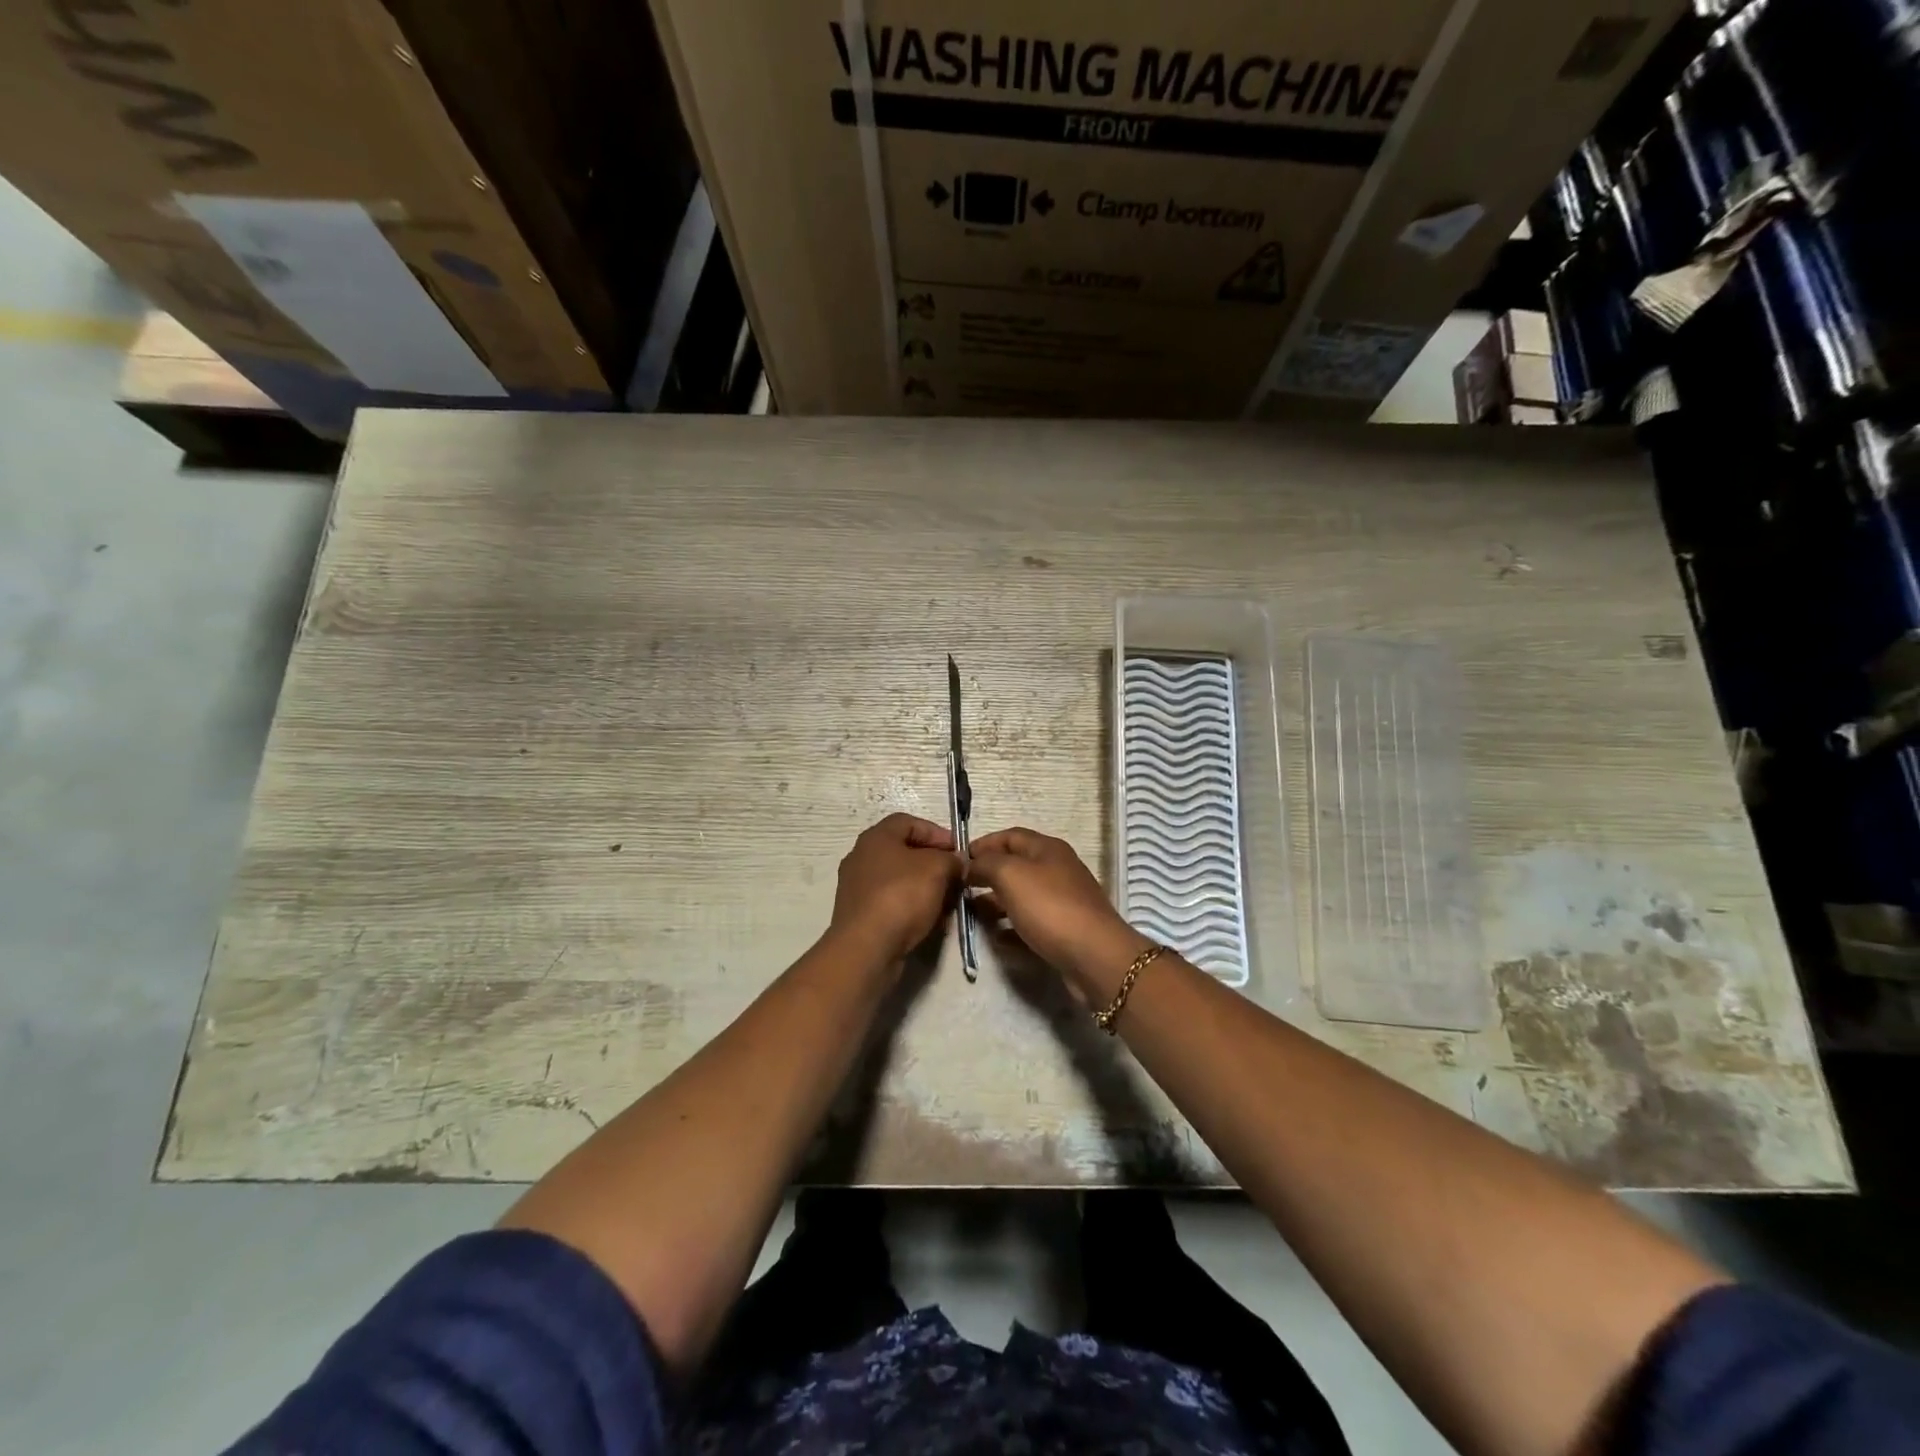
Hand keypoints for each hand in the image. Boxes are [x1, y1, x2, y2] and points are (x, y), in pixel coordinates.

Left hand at [828, 814, 962, 963]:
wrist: (867, 948)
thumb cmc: (902, 896)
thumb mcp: (938, 869)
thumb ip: (951, 859)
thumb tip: (956, 862)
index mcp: (876, 837)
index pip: (909, 822)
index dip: (937, 833)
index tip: (958, 851)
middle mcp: (861, 857)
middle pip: (904, 852)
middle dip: (934, 863)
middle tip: (955, 877)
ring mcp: (857, 887)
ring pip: (900, 879)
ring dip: (926, 888)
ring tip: (947, 902)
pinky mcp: (860, 914)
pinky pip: (892, 902)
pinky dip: (912, 907)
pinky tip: (930, 921)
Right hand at [965, 828, 1151, 996]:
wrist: (1094, 956)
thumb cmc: (1050, 907)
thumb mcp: (1010, 875)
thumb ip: (985, 864)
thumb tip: (970, 865)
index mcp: (1047, 849)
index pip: (1010, 836)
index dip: (983, 844)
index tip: (958, 859)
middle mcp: (1057, 870)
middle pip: (1016, 865)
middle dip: (987, 874)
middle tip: (960, 888)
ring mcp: (1062, 901)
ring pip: (1021, 895)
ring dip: (995, 902)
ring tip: (971, 913)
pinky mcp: (1064, 930)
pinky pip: (1030, 923)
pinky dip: (1011, 927)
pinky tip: (996, 938)